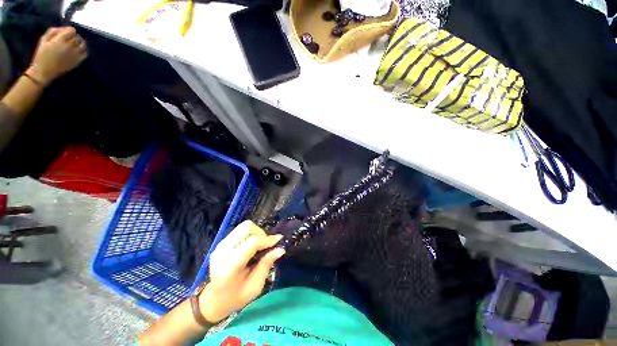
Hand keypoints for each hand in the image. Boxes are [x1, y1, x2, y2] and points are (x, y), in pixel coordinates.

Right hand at [27, 27, 86, 85]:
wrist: (43, 72)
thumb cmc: (41, 55)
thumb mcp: (43, 39)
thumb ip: (53, 31)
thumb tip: (62, 29)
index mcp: (61, 40)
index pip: (72, 30)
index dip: (68, 30)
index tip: (64, 33)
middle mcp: (70, 46)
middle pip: (77, 37)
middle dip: (73, 36)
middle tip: (68, 39)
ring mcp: (76, 54)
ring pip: (83, 44)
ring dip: (79, 42)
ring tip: (74, 44)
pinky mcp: (78, 61)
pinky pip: (85, 53)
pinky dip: (84, 50)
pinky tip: (79, 50)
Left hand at [199, 221, 283, 322]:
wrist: (213, 300)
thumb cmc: (236, 297)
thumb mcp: (255, 286)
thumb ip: (266, 265)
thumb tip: (280, 249)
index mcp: (230, 265)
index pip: (252, 242)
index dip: (268, 239)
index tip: (279, 241)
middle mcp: (223, 250)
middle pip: (247, 227)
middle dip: (261, 233)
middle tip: (266, 245)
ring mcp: (220, 245)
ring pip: (244, 226)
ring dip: (256, 233)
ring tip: (259, 246)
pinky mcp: (221, 242)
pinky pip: (240, 230)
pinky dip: (250, 234)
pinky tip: (252, 246)